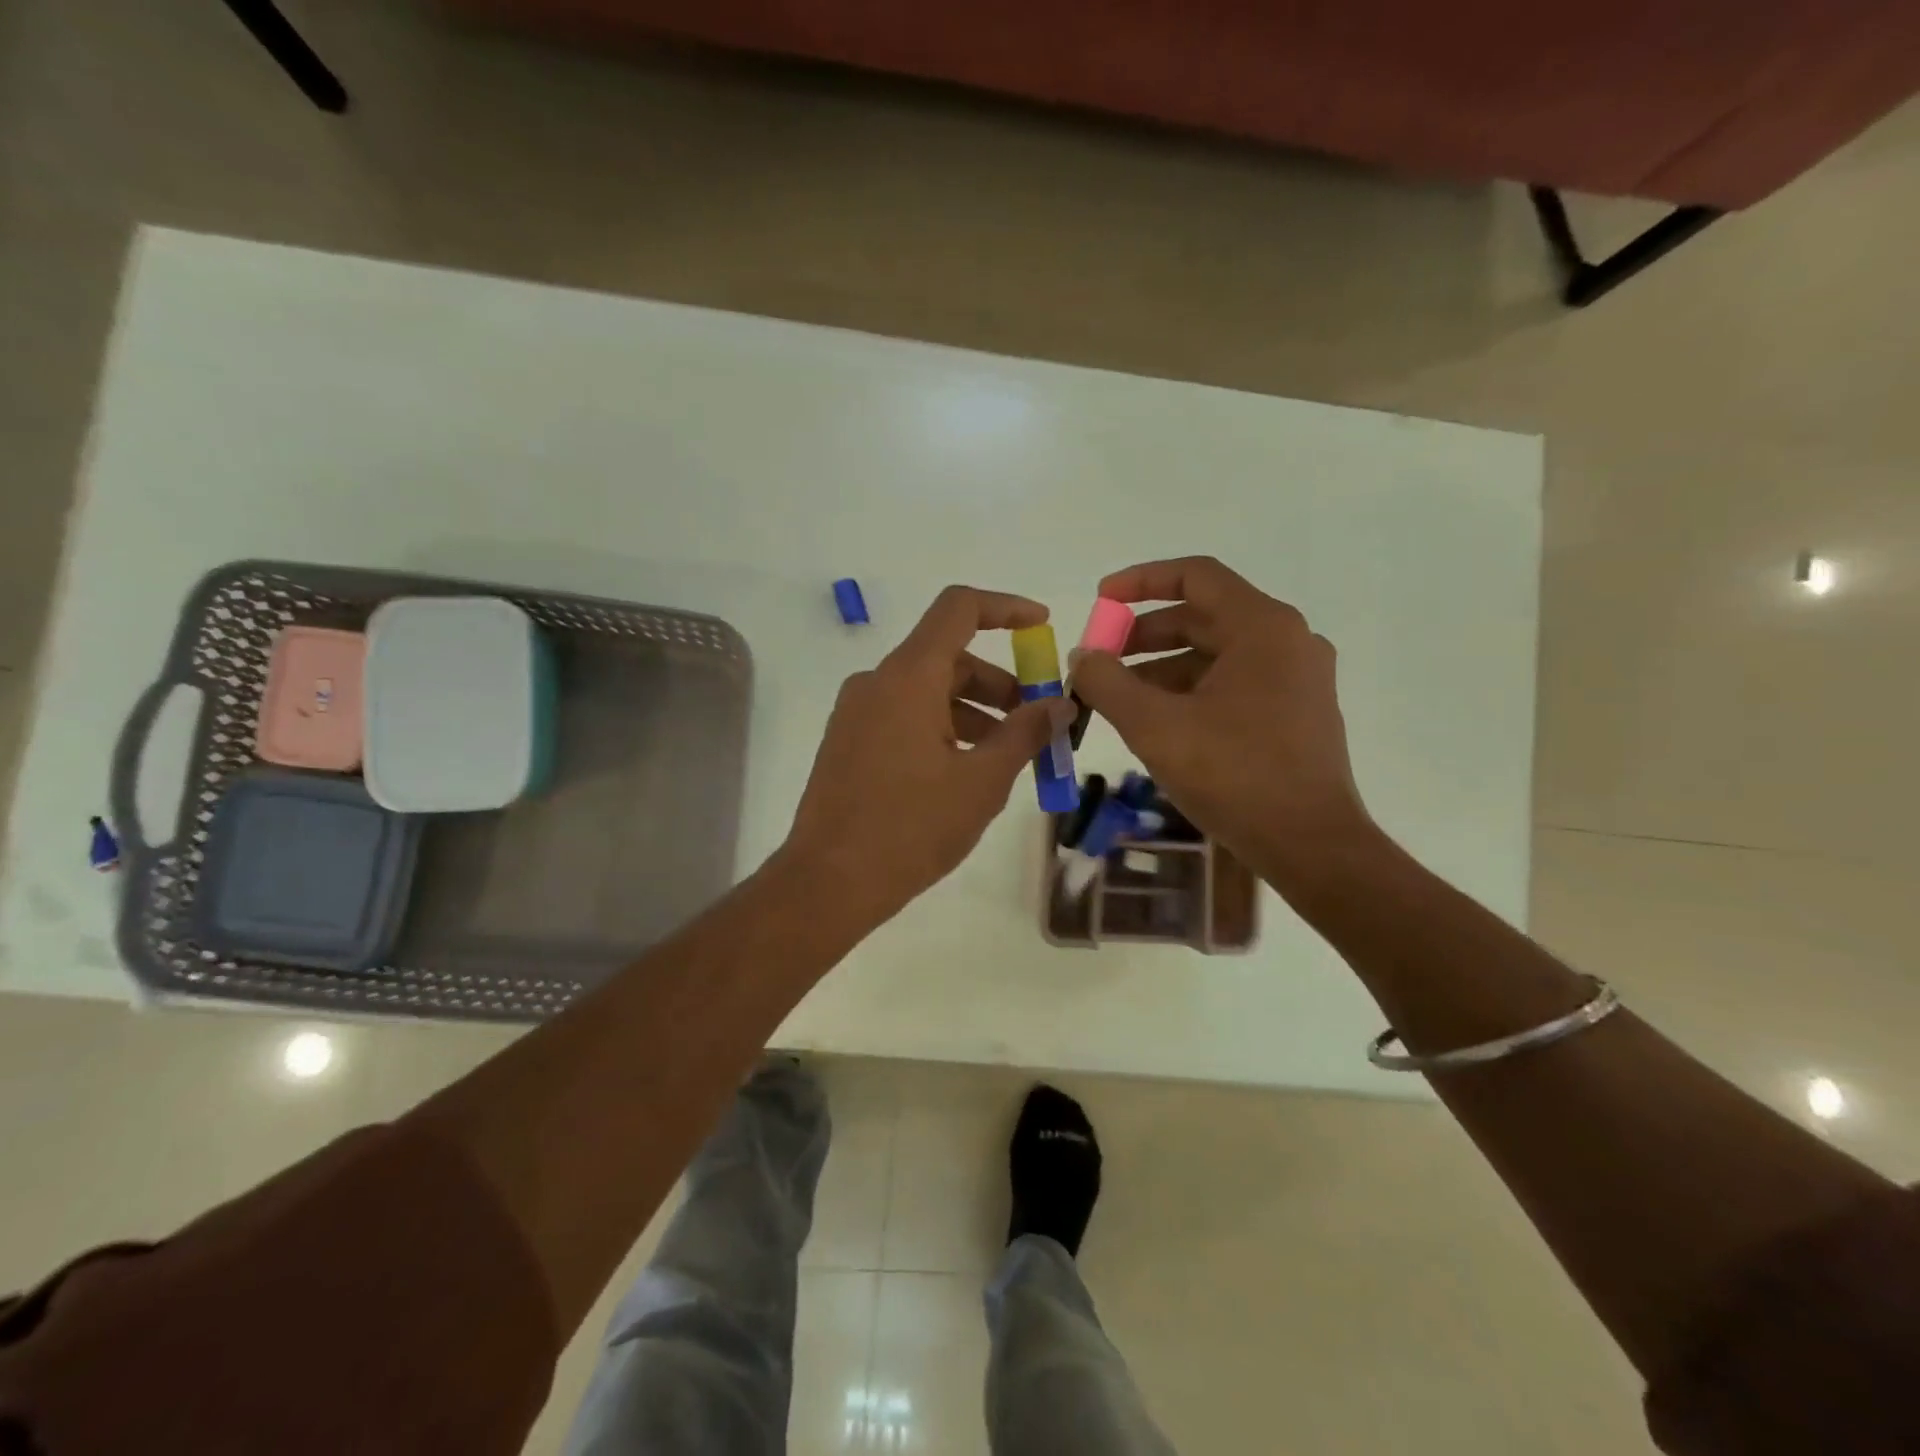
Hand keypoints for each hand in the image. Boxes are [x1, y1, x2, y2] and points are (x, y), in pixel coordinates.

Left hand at [784, 586, 1073, 925]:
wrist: (828, 883)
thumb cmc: (911, 828)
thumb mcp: (982, 782)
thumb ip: (1024, 733)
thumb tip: (1059, 703)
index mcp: (908, 678)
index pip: (959, 608)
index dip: (1006, 608)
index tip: (1042, 626)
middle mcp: (876, 682)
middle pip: (948, 657)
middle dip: (999, 683)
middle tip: (1036, 722)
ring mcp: (856, 713)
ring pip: (927, 691)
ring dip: (973, 711)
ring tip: (1007, 757)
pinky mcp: (848, 742)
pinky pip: (903, 716)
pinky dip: (941, 728)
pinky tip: (965, 771)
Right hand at [1069, 556, 1376, 896]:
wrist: (1311, 846)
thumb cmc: (1234, 775)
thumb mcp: (1155, 726)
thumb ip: (1107, 683)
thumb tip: (1082, 657)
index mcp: (1262, 627)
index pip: (1195, 576)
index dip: (1140, 581)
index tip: (1099, 600)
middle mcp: (1288, 641)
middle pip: (1204, 616)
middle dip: (1144, 635)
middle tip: (1101, 660)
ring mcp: (1297, 679)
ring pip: (1217, 654)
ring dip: (1164, 668)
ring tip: (1120, 699)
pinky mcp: (1298, 714)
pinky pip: (1235, 684)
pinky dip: (1192, 691)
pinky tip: (1160, 723)